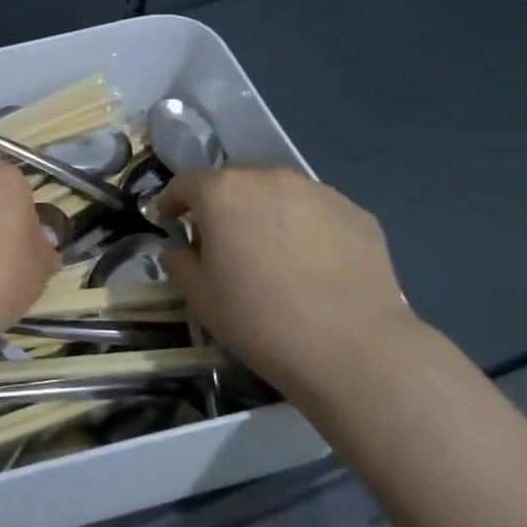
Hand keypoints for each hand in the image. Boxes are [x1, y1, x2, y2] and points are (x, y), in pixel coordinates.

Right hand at [156, 168, 428, 409]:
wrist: (353, 348)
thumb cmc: (259, 319)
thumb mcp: (199, 297)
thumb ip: (179, 262)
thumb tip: (179, 250)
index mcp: (223, 192)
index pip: (185, 184)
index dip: (172, 202)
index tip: (170, 223)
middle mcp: (269, 178)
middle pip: (234, 180)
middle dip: (221, 204)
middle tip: (221, 240)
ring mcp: (318, 192)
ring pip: (278, 193)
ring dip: (265, 213)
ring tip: (271, 252)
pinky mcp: (356, 213)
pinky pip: (317, 213)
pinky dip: (306, 229)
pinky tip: (313, 266)